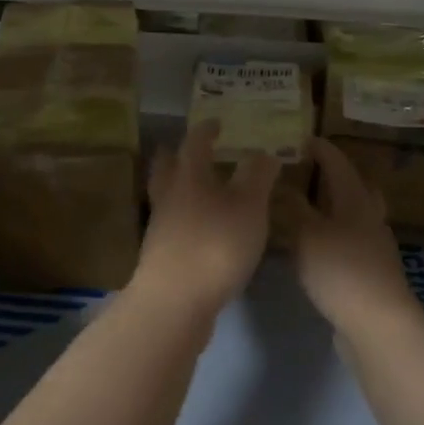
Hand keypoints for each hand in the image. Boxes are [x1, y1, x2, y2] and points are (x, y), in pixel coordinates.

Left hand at [131, 120, 279, 316]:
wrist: (175, 302)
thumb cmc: (215, 245)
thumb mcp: (248, 207)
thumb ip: (257, 177)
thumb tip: (263, 150)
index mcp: (189, 177)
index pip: (195, 143)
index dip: (206, 130)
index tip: (216, 122)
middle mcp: (169, 197)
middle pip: (167, 167)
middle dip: (177, 155)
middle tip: (190, 149)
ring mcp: (160, 227)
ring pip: (166, 196)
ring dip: (179, 187)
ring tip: (199, 189)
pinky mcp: (161, 255)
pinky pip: (172, 225)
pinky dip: (185, 217)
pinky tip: (200, 228)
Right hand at [294, 139, 421, 335]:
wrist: (377, 324)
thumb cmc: (341, 270)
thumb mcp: (307, 235)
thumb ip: (292, 207)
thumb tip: (280, 181)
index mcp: (356, 201)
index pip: (339, 165)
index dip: (322, 150)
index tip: (303, 138)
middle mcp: (369, 219)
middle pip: (357, 188)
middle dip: (336, 176)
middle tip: (311, 170)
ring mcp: (373, 247)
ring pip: (355, 215)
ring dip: (334, 206)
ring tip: (308, 206)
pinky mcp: (369, 273)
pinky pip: (349, 241)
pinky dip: (332, 234)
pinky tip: (314, 245)